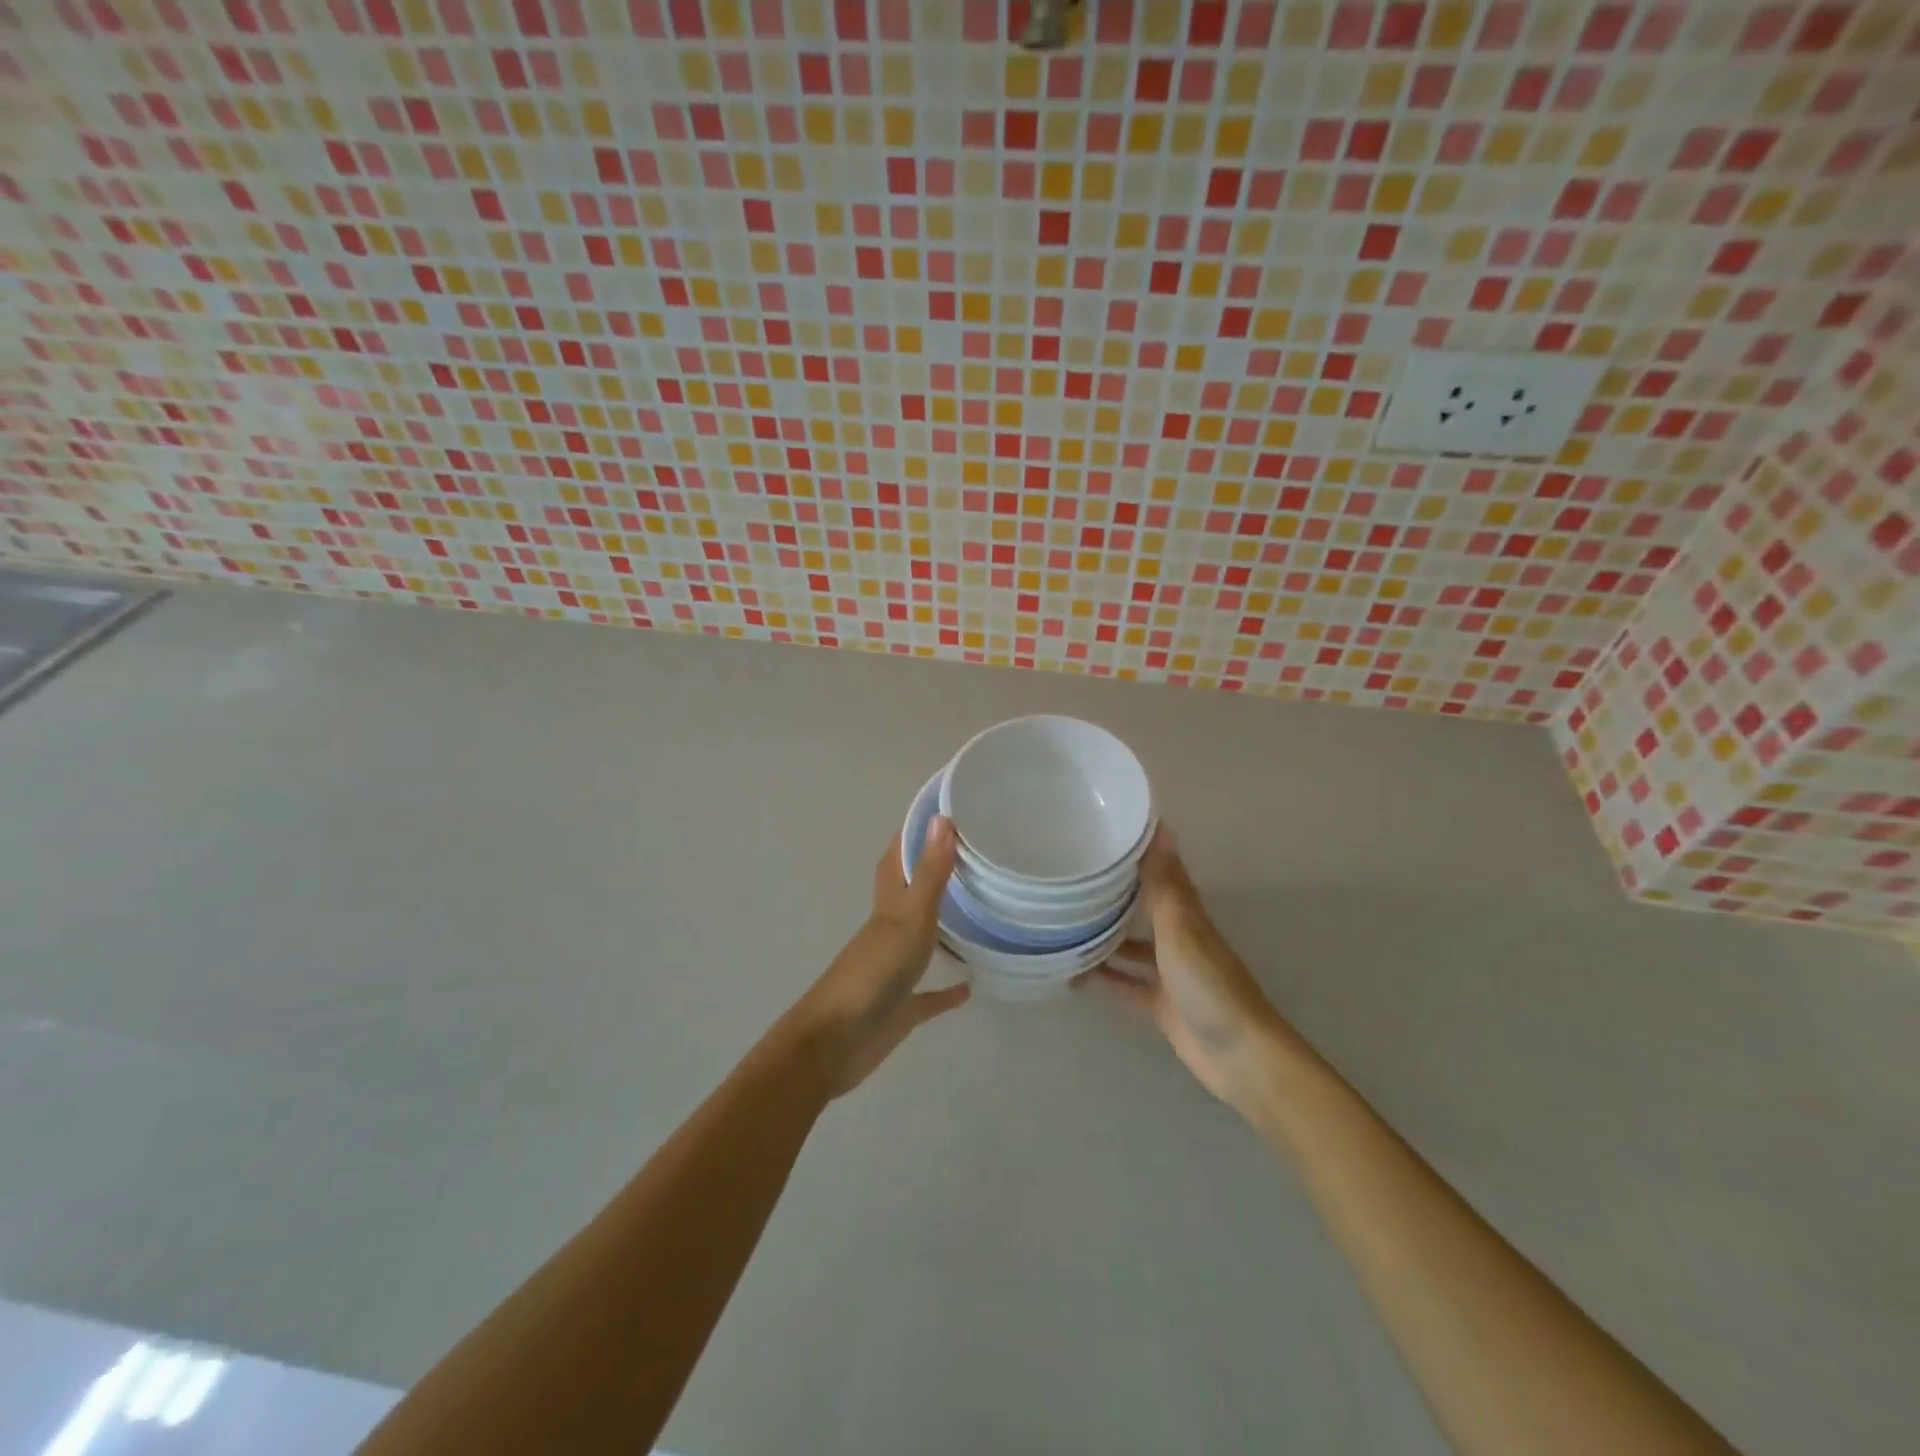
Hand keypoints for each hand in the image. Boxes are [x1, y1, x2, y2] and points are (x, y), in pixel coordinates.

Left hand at [784, 816, 970, 1098]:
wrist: (836, 1042)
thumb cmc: (874, 971)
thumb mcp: (908, 916)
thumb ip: (929, 872)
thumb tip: (942, 817)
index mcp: (888, 906)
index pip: (897, 859)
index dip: (914, 834)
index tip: (941, 812)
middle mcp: (889, 932)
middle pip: (909, 895)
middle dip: (932, 875)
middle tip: (970, 858)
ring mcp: (894, 970)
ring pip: (920, 940)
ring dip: (942, 928)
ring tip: (976, 914)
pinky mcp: (901, 1009)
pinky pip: (929, 996)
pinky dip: (947, 991)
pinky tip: (971, 986)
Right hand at [1093, 828, 1292, 1114]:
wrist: (1238, 1055)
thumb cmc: (1209, 985)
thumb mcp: (1181, 929)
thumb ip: (1165, 883)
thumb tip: (1162, 826)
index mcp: (1186, 915)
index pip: (1160, 873)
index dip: (1138, 854)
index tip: (1104, 833)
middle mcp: (1178, 938)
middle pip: (1144, 908)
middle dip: (1114, 893)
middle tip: (1072, 876)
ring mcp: (1169, 973)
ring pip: (1132, 946)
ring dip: (1105, 935)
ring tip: (1064, 922)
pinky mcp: (1160, 1005)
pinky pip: (1127, 984)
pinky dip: (1106, 977)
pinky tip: (1076, 972)